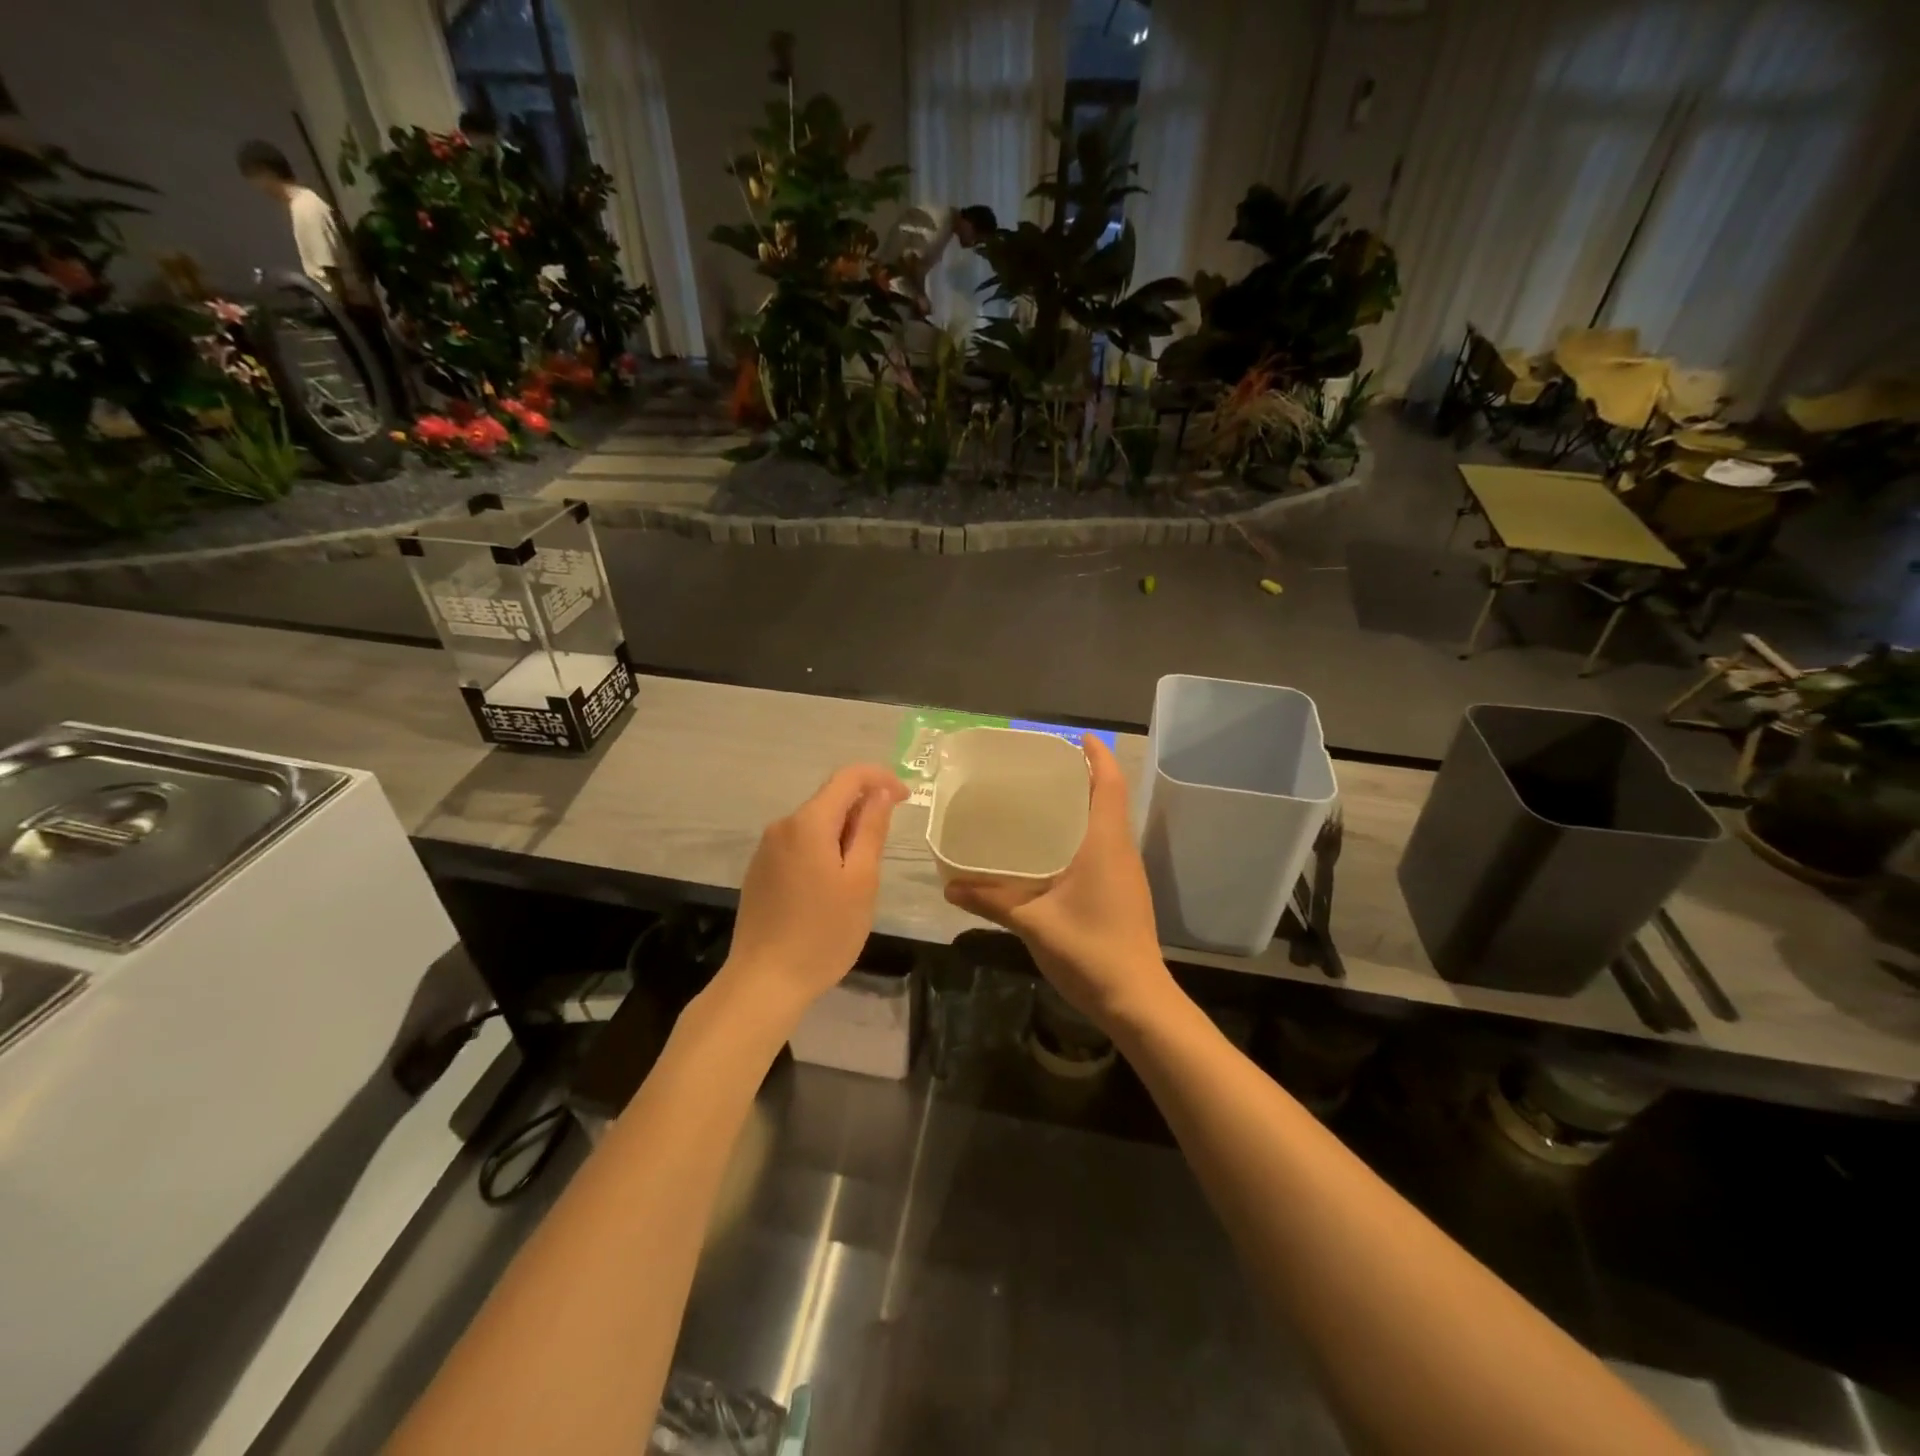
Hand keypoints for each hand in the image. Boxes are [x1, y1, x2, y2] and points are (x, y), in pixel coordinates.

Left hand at [723, 765, 907, 1015]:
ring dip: (844, 833)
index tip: (905, 798)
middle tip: (886, 848)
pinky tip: (831, 887)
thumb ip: (871, 829)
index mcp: (808, 823)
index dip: (880, 778)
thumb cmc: (823, 933)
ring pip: (815, 824)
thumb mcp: (861, 880)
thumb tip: (879, 793)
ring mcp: (766, 850)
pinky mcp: (760, 872)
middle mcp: (782, 826)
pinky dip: (823, 850)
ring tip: (860, 876)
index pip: (848, 777)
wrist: (764, 982)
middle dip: (863, 810)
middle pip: (830, 799)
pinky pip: (799, 845)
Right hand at [944, 736, 1174, 1028]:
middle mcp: (1120, 850)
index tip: (1079, 736)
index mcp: (1105, 844)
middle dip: (1083, 776)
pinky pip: (1104, 846)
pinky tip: (1052, 849)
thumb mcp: (1033, 923)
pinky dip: (1082, 833)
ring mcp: (1125, 873)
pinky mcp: (1124, 892)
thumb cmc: (1090, 951)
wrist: (1137, 1000)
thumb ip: (991, 901)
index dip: (1098, 755)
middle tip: (1042, 768)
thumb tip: (949, 887)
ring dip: (1083, 805)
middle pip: (1108, 799)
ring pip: (1107, 824)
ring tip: (1042, 800)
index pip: (1109, 784)